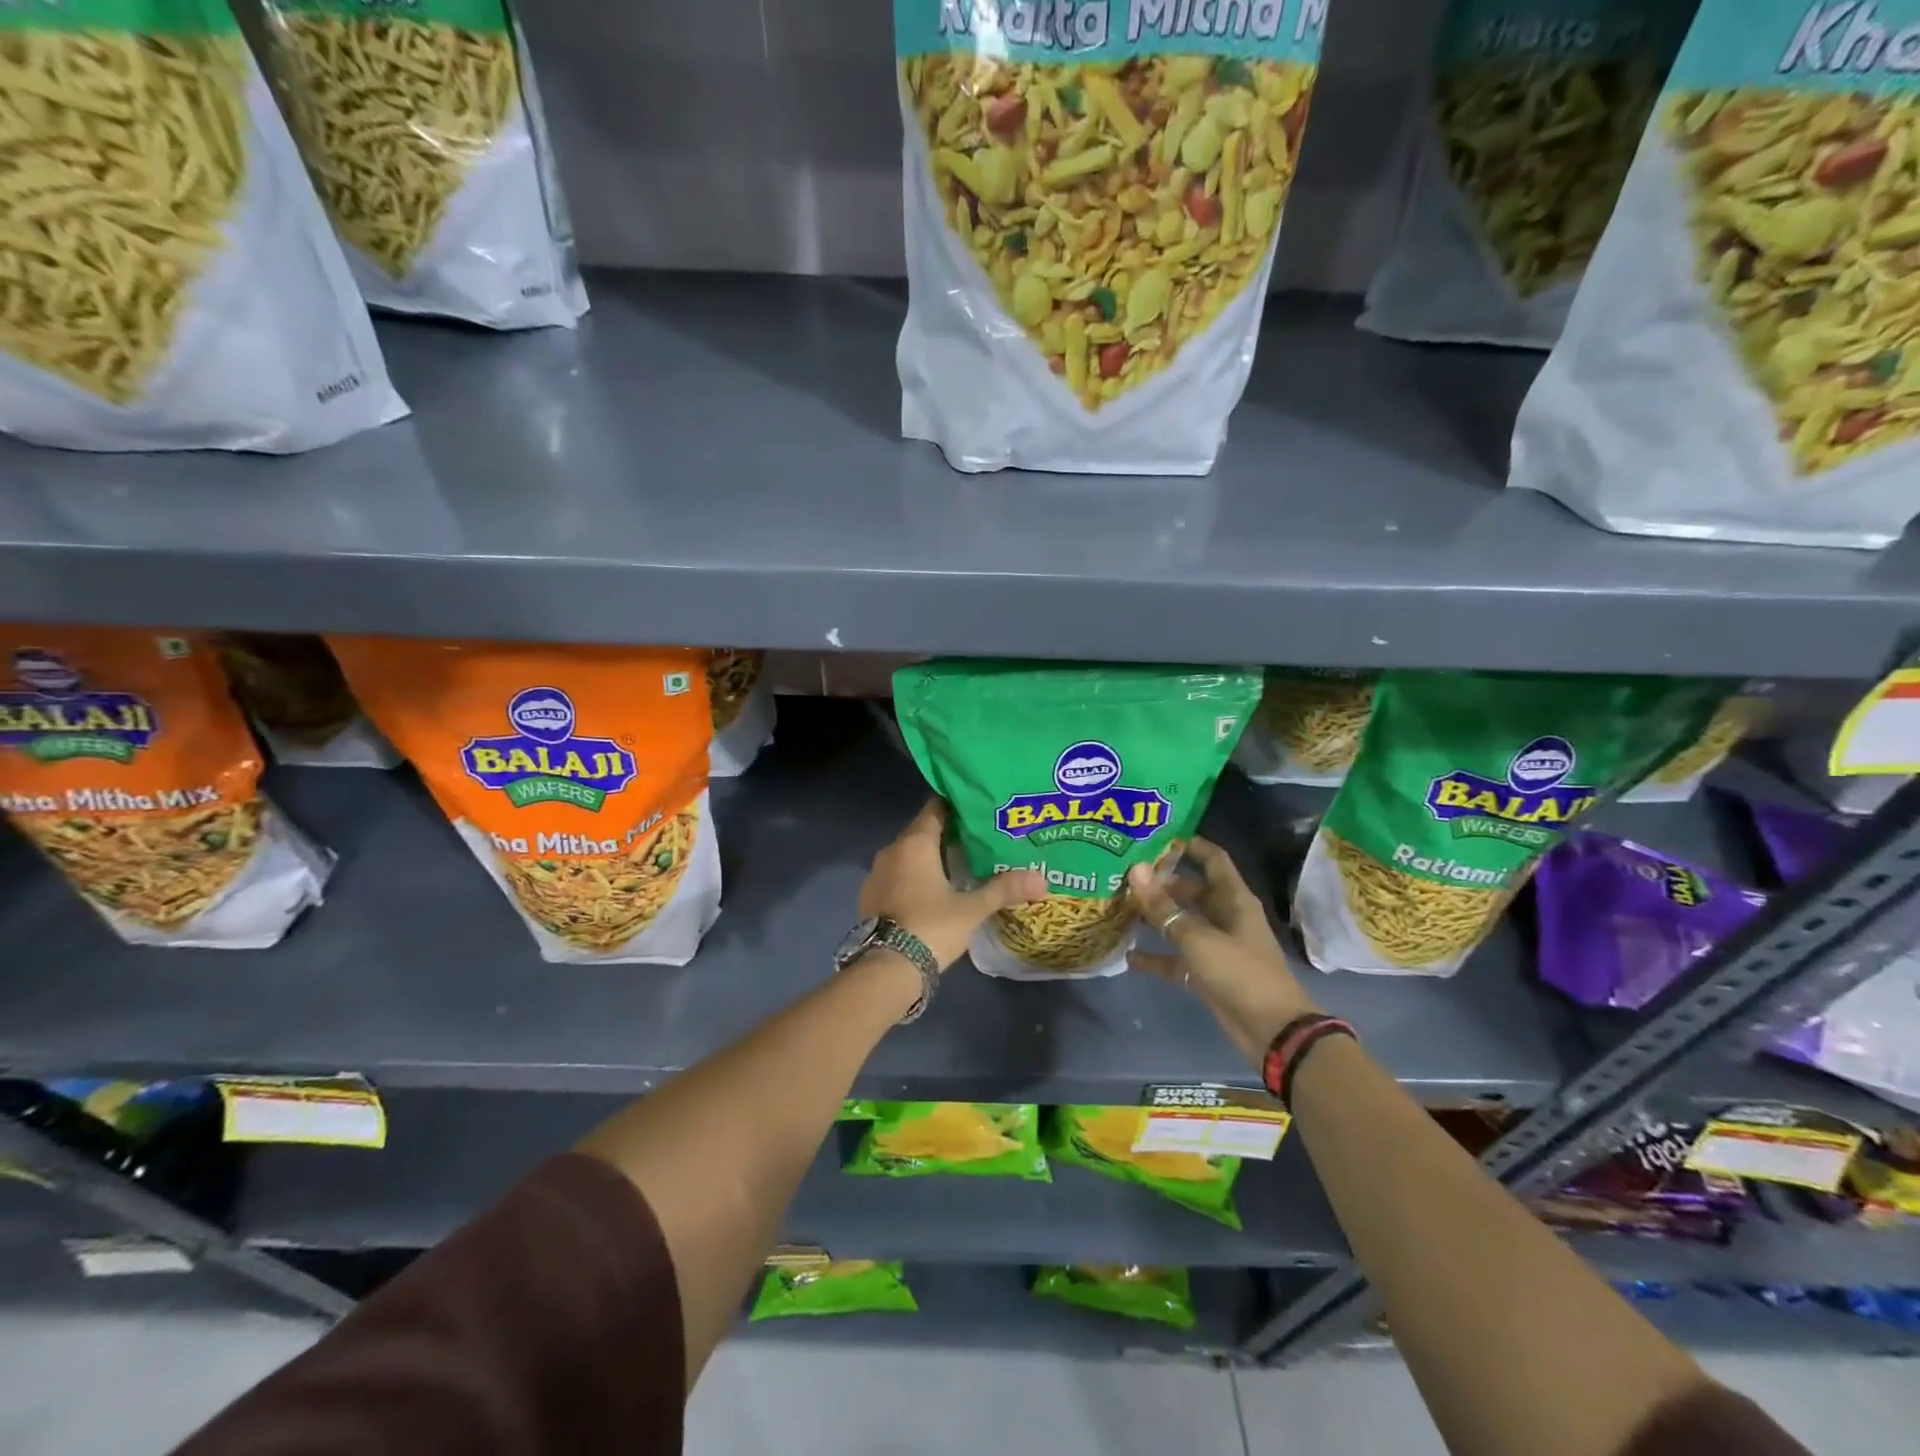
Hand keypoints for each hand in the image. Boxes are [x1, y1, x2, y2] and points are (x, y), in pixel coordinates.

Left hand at [859, 798, 1047, 970]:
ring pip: (908, 855)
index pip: (936, 808)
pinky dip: (914, 877)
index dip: (957, 805)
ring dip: (930, 858)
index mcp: (915, 843)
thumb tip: (1043, 879)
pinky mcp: (869, 896)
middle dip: (948, 834)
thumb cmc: (931, 926)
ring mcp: (876, 873)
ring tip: (960, 865)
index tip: (978, 808)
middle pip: (923, 831)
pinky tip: (933, 891)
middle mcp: (892, 850)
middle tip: (977, 838)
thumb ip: (1004, 889)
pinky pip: (897, 875)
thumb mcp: (972, 908)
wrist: (886, 968)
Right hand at [1127, 837, 1319, 1065]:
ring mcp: (1216, 945)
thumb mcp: (1198, 937)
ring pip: (1181, 923)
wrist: (1272, 1031)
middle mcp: (1225, 916)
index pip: (1212, 859)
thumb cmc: (1240, 973)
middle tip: (1124, 874)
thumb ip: (1164, 907)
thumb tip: (1135, 869)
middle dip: (1160, 883)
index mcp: (1233, 899)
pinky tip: (1128, 956)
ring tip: (1119, 907)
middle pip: (1191, 890)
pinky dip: (1156, 957)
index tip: (1155, 836)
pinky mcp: (1207, 973)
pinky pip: (1176, 959)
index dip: (1189, 845)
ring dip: (1155, 918)